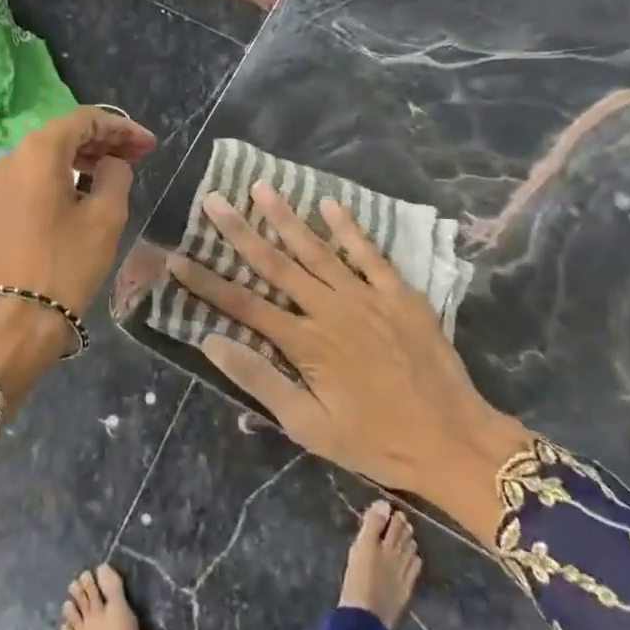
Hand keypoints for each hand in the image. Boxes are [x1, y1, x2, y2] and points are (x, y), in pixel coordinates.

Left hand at [0, 105, 155, 311]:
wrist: (14, 321)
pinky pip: (30, 179)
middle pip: (62, 135)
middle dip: (102, 141)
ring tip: (113, 173)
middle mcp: (10, 158)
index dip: (121, 127)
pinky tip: (80, 194)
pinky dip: (59, 177)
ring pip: (45, 157)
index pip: (84, 120)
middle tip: (137, 156)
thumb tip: (111, 164)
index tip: (149, 144)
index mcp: (38, 152)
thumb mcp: (105, 217)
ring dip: (81, 159)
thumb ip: (115, 175)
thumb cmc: (65, 265)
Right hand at [167, 182, 529, 513]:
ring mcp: (366, 296)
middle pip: (275, 264)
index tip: (176, 258)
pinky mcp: (398, 293)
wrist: (453, 440)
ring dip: (286, 218)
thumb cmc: (376, 441)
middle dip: (239, 232)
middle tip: (214, 200)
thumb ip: (260, 381)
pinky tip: (330, 204)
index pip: (242, 305)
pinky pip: (369, 253)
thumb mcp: (310, 426)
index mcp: (304, 343)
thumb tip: (210, 342)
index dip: (206, 282)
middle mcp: (329, 309)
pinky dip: (349, 227)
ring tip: (261, 188)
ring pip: (316, 249)